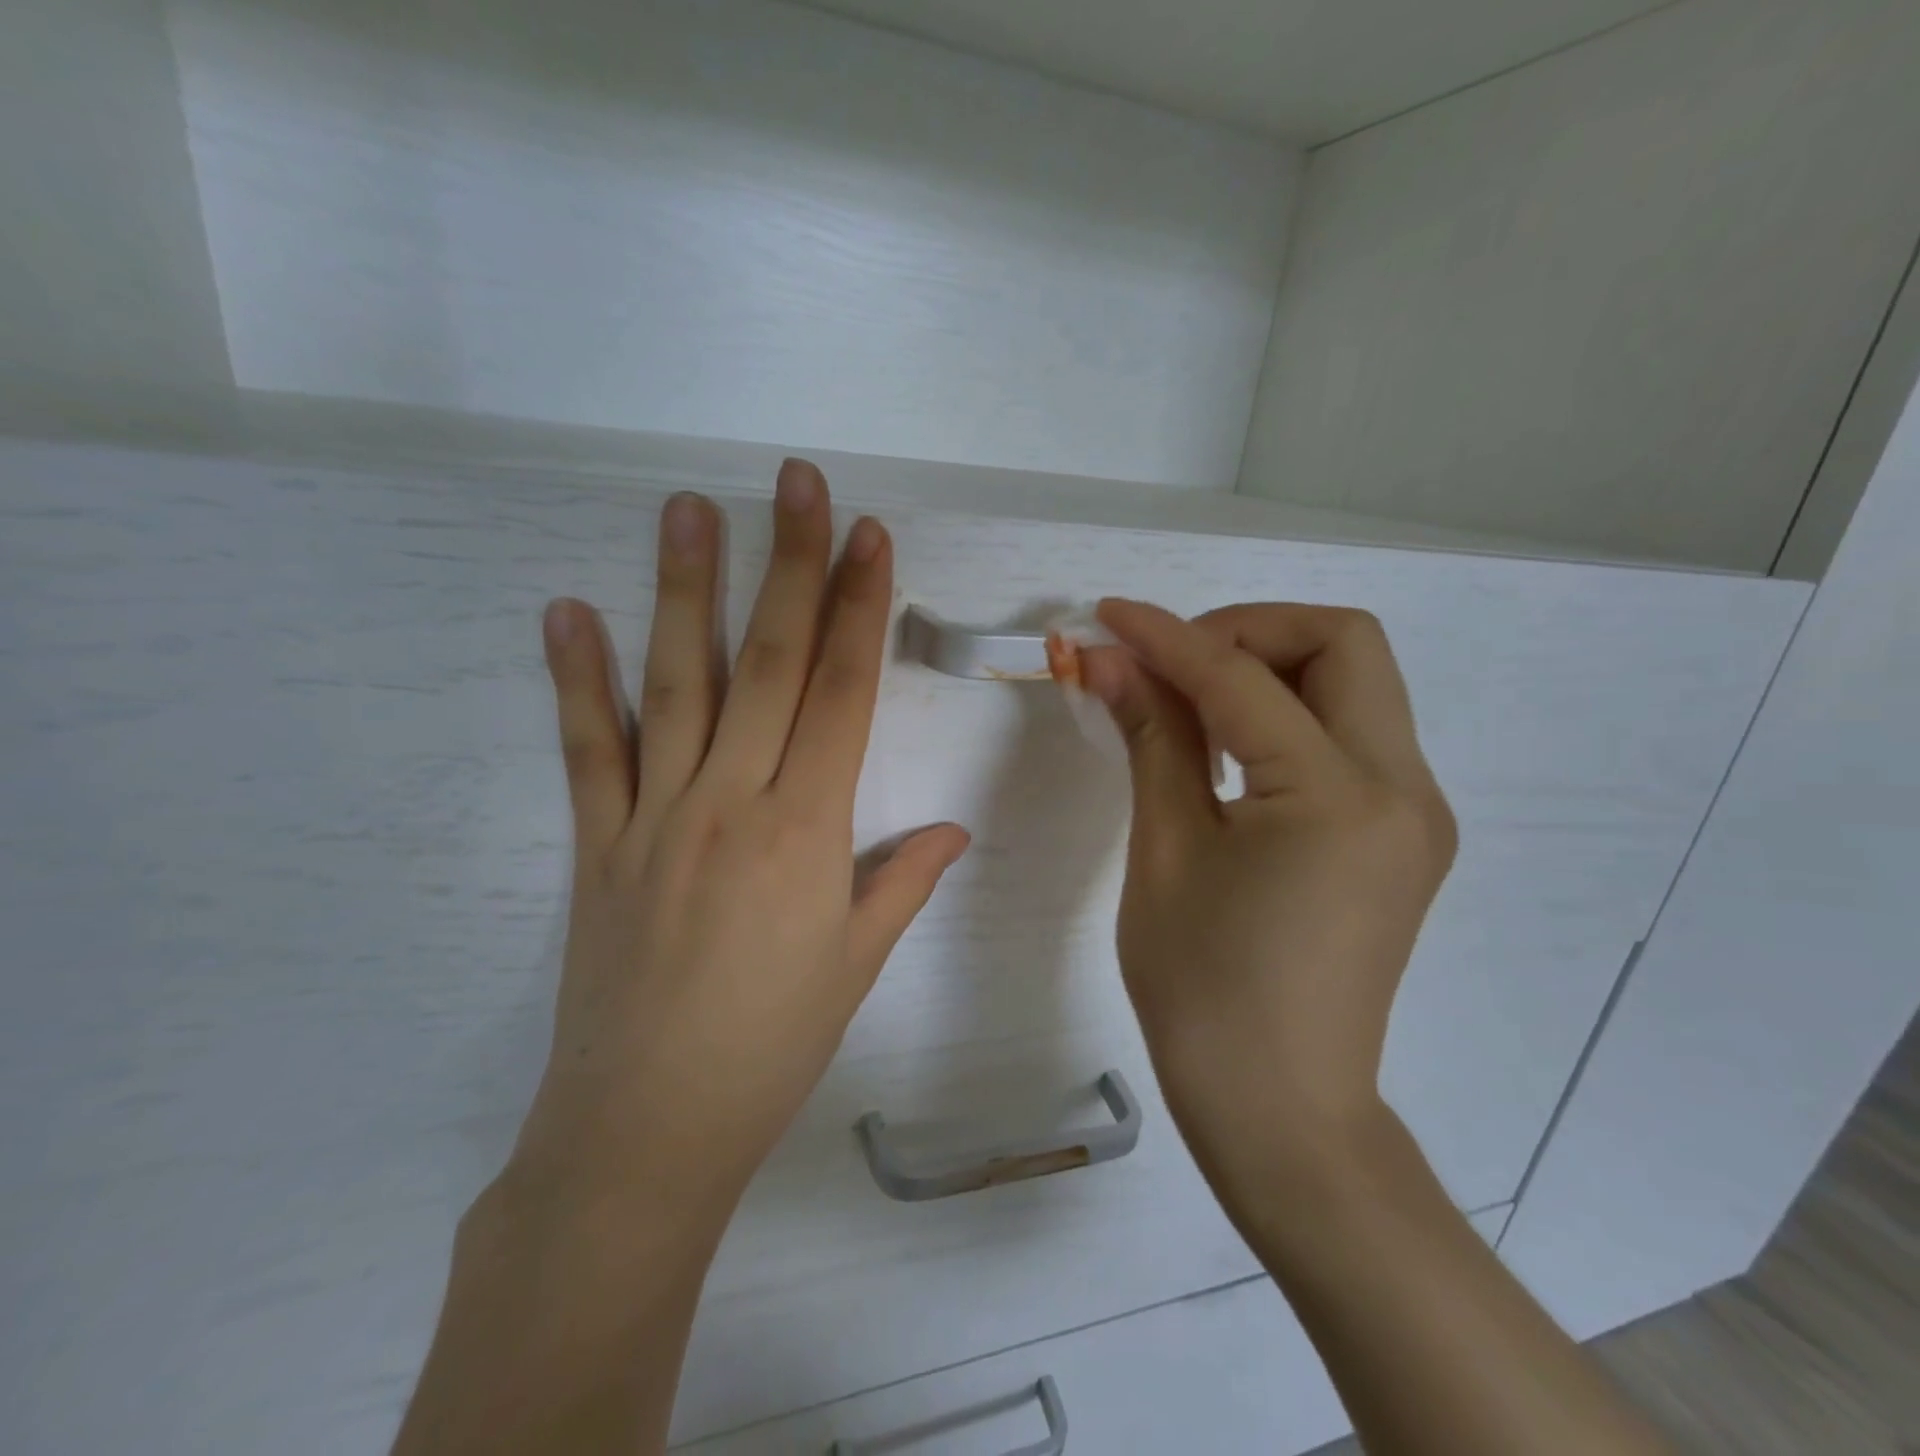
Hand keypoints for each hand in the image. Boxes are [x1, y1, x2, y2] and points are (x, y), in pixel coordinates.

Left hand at [509, 460, 970, 1223]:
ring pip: (679, 682)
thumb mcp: (856, 963)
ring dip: (686, 589)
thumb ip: (902, 880)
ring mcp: (654, 816)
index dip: (861, 608)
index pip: (844, 692)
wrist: (647, 1129)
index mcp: (806, 830)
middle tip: (794, 482)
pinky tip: (568, 612)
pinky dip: (577, 679)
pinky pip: (588, 749)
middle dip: (791, 564)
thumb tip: (954, 829)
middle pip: (772, 662)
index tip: (869, 537)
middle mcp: (732, 801)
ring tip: (689, 507)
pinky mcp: (596, 844)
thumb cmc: (771, 1047)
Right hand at [1080, 600, 1455, 1192]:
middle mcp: (1402, 788)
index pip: (1243, 678)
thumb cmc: (1202, 989)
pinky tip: (1228, 751)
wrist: (1279, 1109)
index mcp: (1338, 796)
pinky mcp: (1401, 834)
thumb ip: (1150, 737)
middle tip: (1170, 665)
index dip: (1168, 636)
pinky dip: (1287, 715)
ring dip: (1269, 668)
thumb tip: (1110, 660)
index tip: (1107, 615)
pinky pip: (1351, 734)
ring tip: (1188, 706)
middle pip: (1342, 643)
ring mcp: (1413, 812)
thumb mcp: (1165, 851)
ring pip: (1355, 682)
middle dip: (1246, 631)